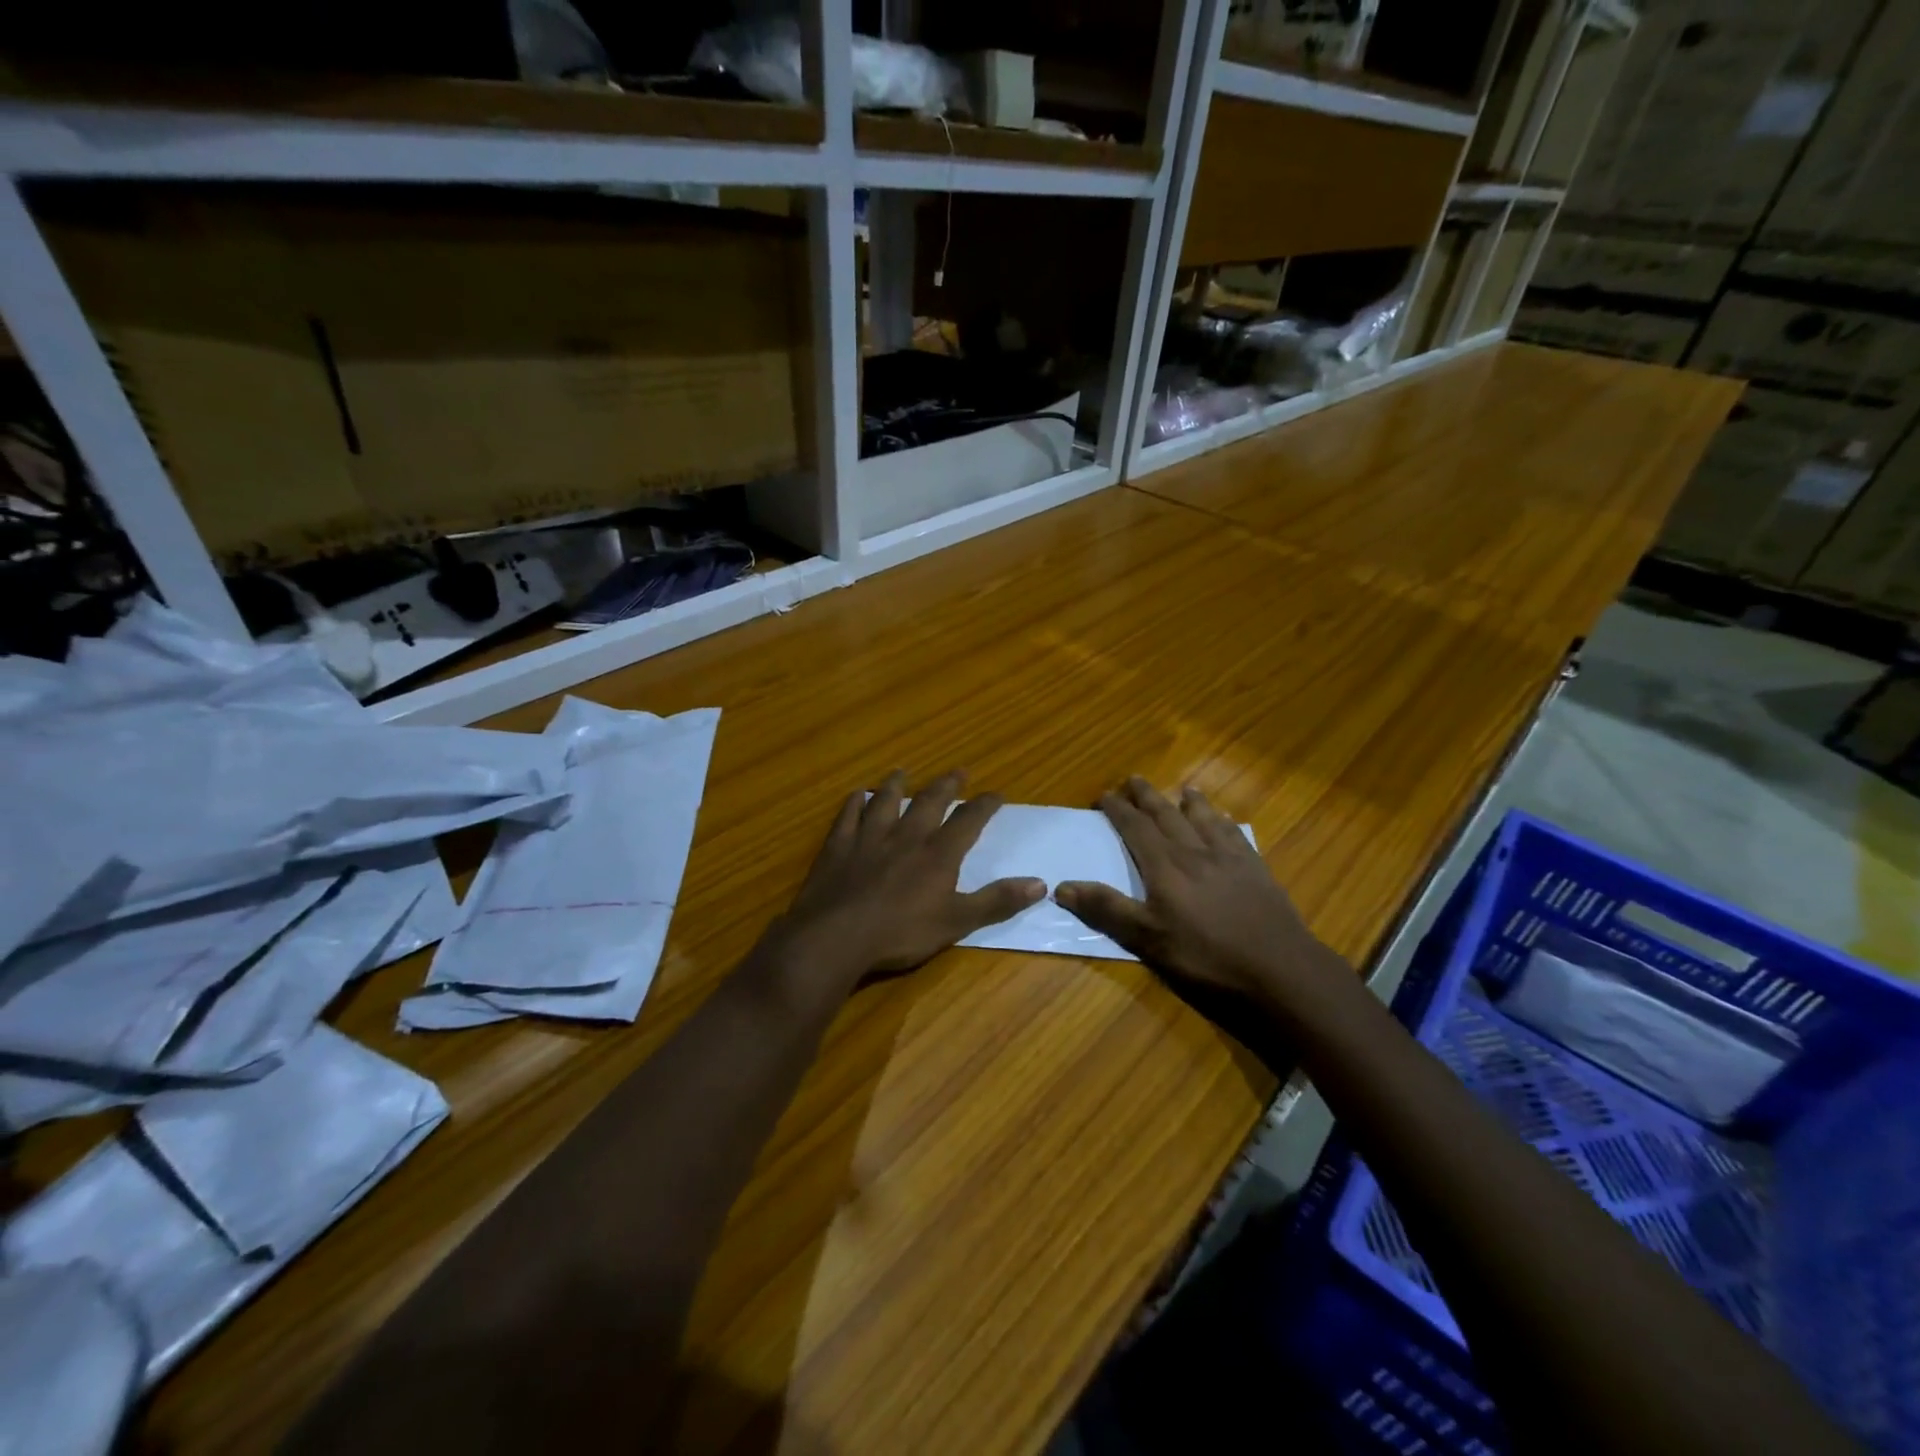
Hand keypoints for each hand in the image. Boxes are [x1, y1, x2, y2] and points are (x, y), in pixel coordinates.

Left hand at [771, 770, 1044, 987]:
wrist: (837, 937)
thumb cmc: (901, 932)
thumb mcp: (957, 922)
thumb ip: (997, 901)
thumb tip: (1041, 884)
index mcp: (937, 854)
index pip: (967, 821)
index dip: (984, 805)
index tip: (996, 793)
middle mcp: (905, 837)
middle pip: (928, 803)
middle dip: (945, 786)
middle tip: (957, 771)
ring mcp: (868, 838)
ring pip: (885, 802)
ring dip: (895, 785)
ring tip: (902, 771)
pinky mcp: (838, 847)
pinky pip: (847, 817)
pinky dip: (853, 804)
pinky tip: (855, 795)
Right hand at [1054, 778, 1350, 1012]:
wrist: (1279, 967)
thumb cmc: (1206, 956)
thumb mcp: (1148, 939)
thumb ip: (1107, 909)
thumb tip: (1062, 886)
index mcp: (1165, 866)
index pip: (1135, 828)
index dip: (1118, 810)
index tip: (1104, 795)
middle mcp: (1194, 851)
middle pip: (1167, 815)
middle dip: (1148, 797)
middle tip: (1134, 779)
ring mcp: (1229, 858)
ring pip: (1204, 819)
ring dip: (1190, 802)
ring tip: (1184, 788)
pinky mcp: (1256, 869)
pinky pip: (1235, 834)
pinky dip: (1224, 822)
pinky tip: (1225, 822)